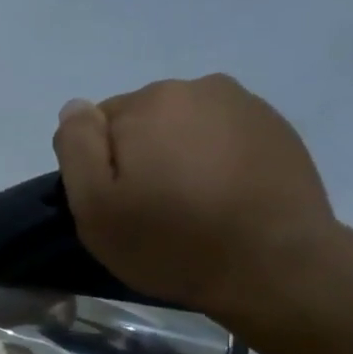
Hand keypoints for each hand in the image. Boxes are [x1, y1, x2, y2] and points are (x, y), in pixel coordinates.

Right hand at [53, 74, 338, 321]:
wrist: (274, 265)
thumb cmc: (170, 240)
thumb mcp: (94, 206)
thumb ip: (76, 147)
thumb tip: (75, 108)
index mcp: (149, 102)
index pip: (97, 123)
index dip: (98, 166)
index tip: (115, 203)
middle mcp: (199, 87)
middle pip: (143, 121)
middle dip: (139, 156)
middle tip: (150, 208)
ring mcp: (245, 106)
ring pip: (184, 128)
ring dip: (177, 157)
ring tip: (189, 205)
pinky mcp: (277, 130)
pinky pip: (222, 139)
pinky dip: (214, 162)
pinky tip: (221, 200)